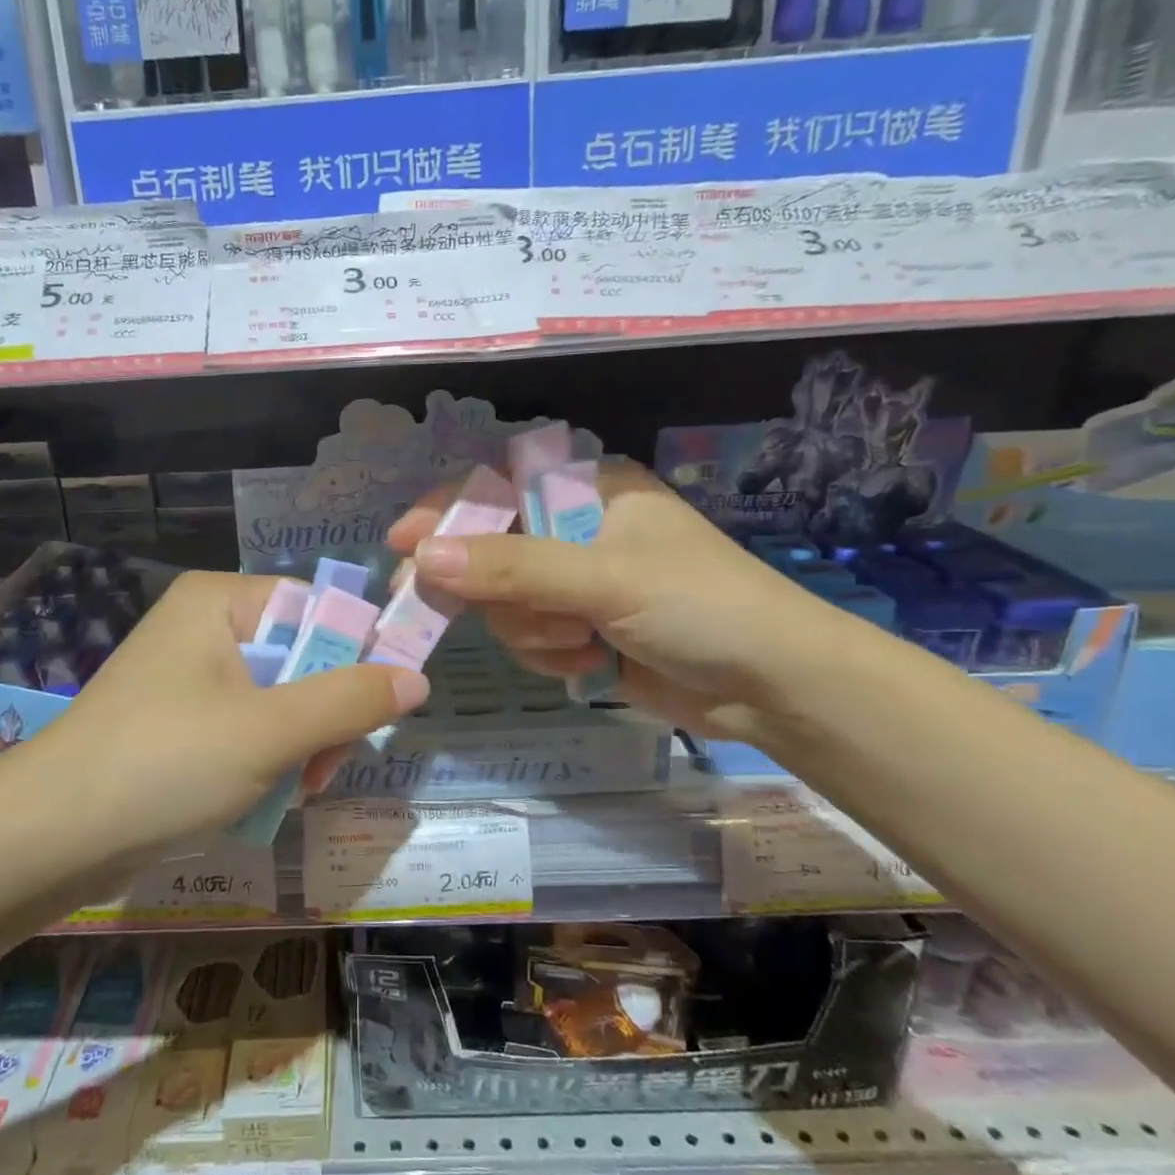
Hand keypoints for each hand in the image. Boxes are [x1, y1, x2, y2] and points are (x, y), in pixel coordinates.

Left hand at [0, 571, 427, 856]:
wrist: (50, 839)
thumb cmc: (165, 764)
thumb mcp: (270, 730)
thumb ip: (349, 701)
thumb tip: (418, 679)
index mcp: (221, 601)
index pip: (318, 608)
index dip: (355, 657)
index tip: (372, 714)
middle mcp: (205, 627)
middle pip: (302, 657)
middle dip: (323, 716)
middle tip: (324, 768)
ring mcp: (189, 676)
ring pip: (280, 699)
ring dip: (299, 746)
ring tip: (295, 790)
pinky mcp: (179, 722)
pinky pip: (248, 727)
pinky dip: (266, 761)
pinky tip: (267, 797)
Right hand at [387, 461, 864, 743]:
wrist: (772, 686)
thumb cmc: (700, 606)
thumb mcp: (605, 579)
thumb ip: (513, 567)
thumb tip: (424, 556)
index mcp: (589, 491)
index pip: (498, 488)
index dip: (447, 511)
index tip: (402, 541)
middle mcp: (576, 531)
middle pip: (490, 550)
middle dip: (487, 588)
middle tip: (423, 607)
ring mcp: (576, 584)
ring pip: (504, 603)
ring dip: (531, 629)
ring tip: (580, 640)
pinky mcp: (580, 630)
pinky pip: (527, 637)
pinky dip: (549, 654)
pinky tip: (589, 662)